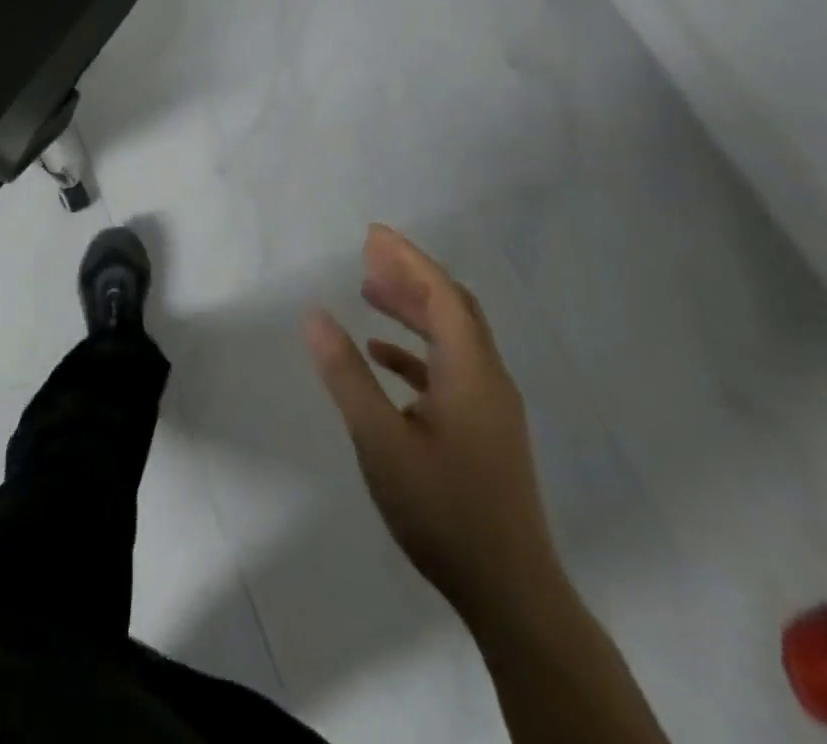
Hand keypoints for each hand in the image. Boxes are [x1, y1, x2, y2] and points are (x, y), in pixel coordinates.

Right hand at [304, 224, 560, 621]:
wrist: (511, 593)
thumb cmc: (443, 509)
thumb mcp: (380, 439)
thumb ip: (346, 374)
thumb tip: (315, 314)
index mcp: (471, 371)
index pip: (442, 294)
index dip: (408, 258)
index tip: (372, 233)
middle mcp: (488, 379)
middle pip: (452, 308)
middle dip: (411, 274)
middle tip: (368, 252)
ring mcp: (490, 407)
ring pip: (452, 338)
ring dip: (413, 309)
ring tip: (369, 291)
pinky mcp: (484, 432)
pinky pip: (450, 369)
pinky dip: (416, 350)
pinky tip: (383, 355)